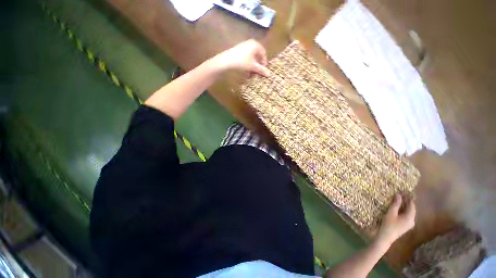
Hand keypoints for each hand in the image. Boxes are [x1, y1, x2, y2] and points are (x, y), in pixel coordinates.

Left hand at [211, 39, 270, 76]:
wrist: (227, 60)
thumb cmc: (242, 62)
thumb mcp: (253, 67)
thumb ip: (261, 70)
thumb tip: (270, 74)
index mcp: (256, 44)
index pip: (263, 54)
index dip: (264, 63)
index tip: (263, 71)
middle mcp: (250, 43)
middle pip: (257, 56)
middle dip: (258, 66)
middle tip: (257, 73)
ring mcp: (244, 46)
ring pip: (252, 58)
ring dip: (253, 66)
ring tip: (251, 73)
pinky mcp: (238, 50)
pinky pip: (246, 57)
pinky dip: (248, 64)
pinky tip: (246, 71)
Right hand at [376, 194, 415, 246]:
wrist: (386, 237)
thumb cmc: (388, 224)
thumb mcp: (391, 213)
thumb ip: (396, 204)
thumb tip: (399, 195)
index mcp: (410, 217)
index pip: (412, 205)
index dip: (409, 197)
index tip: (405, 190)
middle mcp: (412, 220)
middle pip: (411, 208)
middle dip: (407, 201)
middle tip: (401, 193)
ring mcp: (409, 223)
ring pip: (409, 212)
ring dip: (405, 205)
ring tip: (399, 198)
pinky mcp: (406, 225)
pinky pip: (407, 215)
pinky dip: (403, 210)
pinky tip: (398, 207)